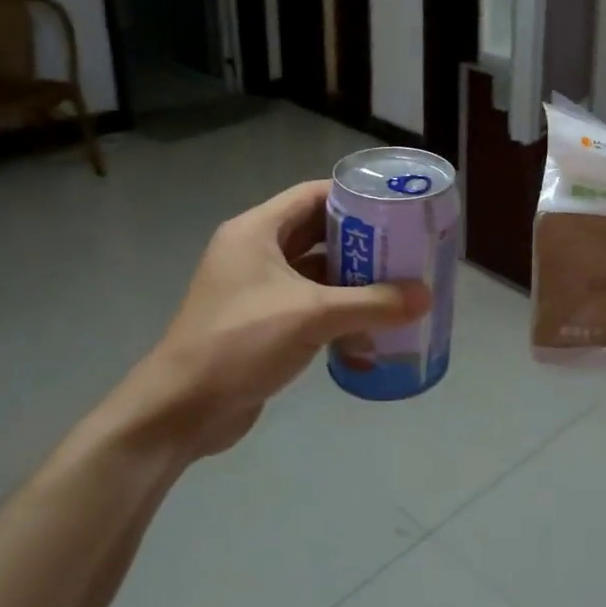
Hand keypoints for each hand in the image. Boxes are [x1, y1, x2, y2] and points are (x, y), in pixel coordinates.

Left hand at [120, 181, 429, 458]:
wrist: (179, 412)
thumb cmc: (240, 343)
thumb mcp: (312, 315)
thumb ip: (373, 303)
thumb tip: (426, 296)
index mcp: (257, 231)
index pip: (314, 195)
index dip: (356, 197)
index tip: (397, 207)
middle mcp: (254, 252)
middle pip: (318, 232)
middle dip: (362, 240)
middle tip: (406, 246)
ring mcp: (255, 289)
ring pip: (314, 270)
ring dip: (352, 277)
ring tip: (398, 282)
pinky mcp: (260, 322)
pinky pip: (307, 303)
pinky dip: (337, 308)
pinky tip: (371, 322)